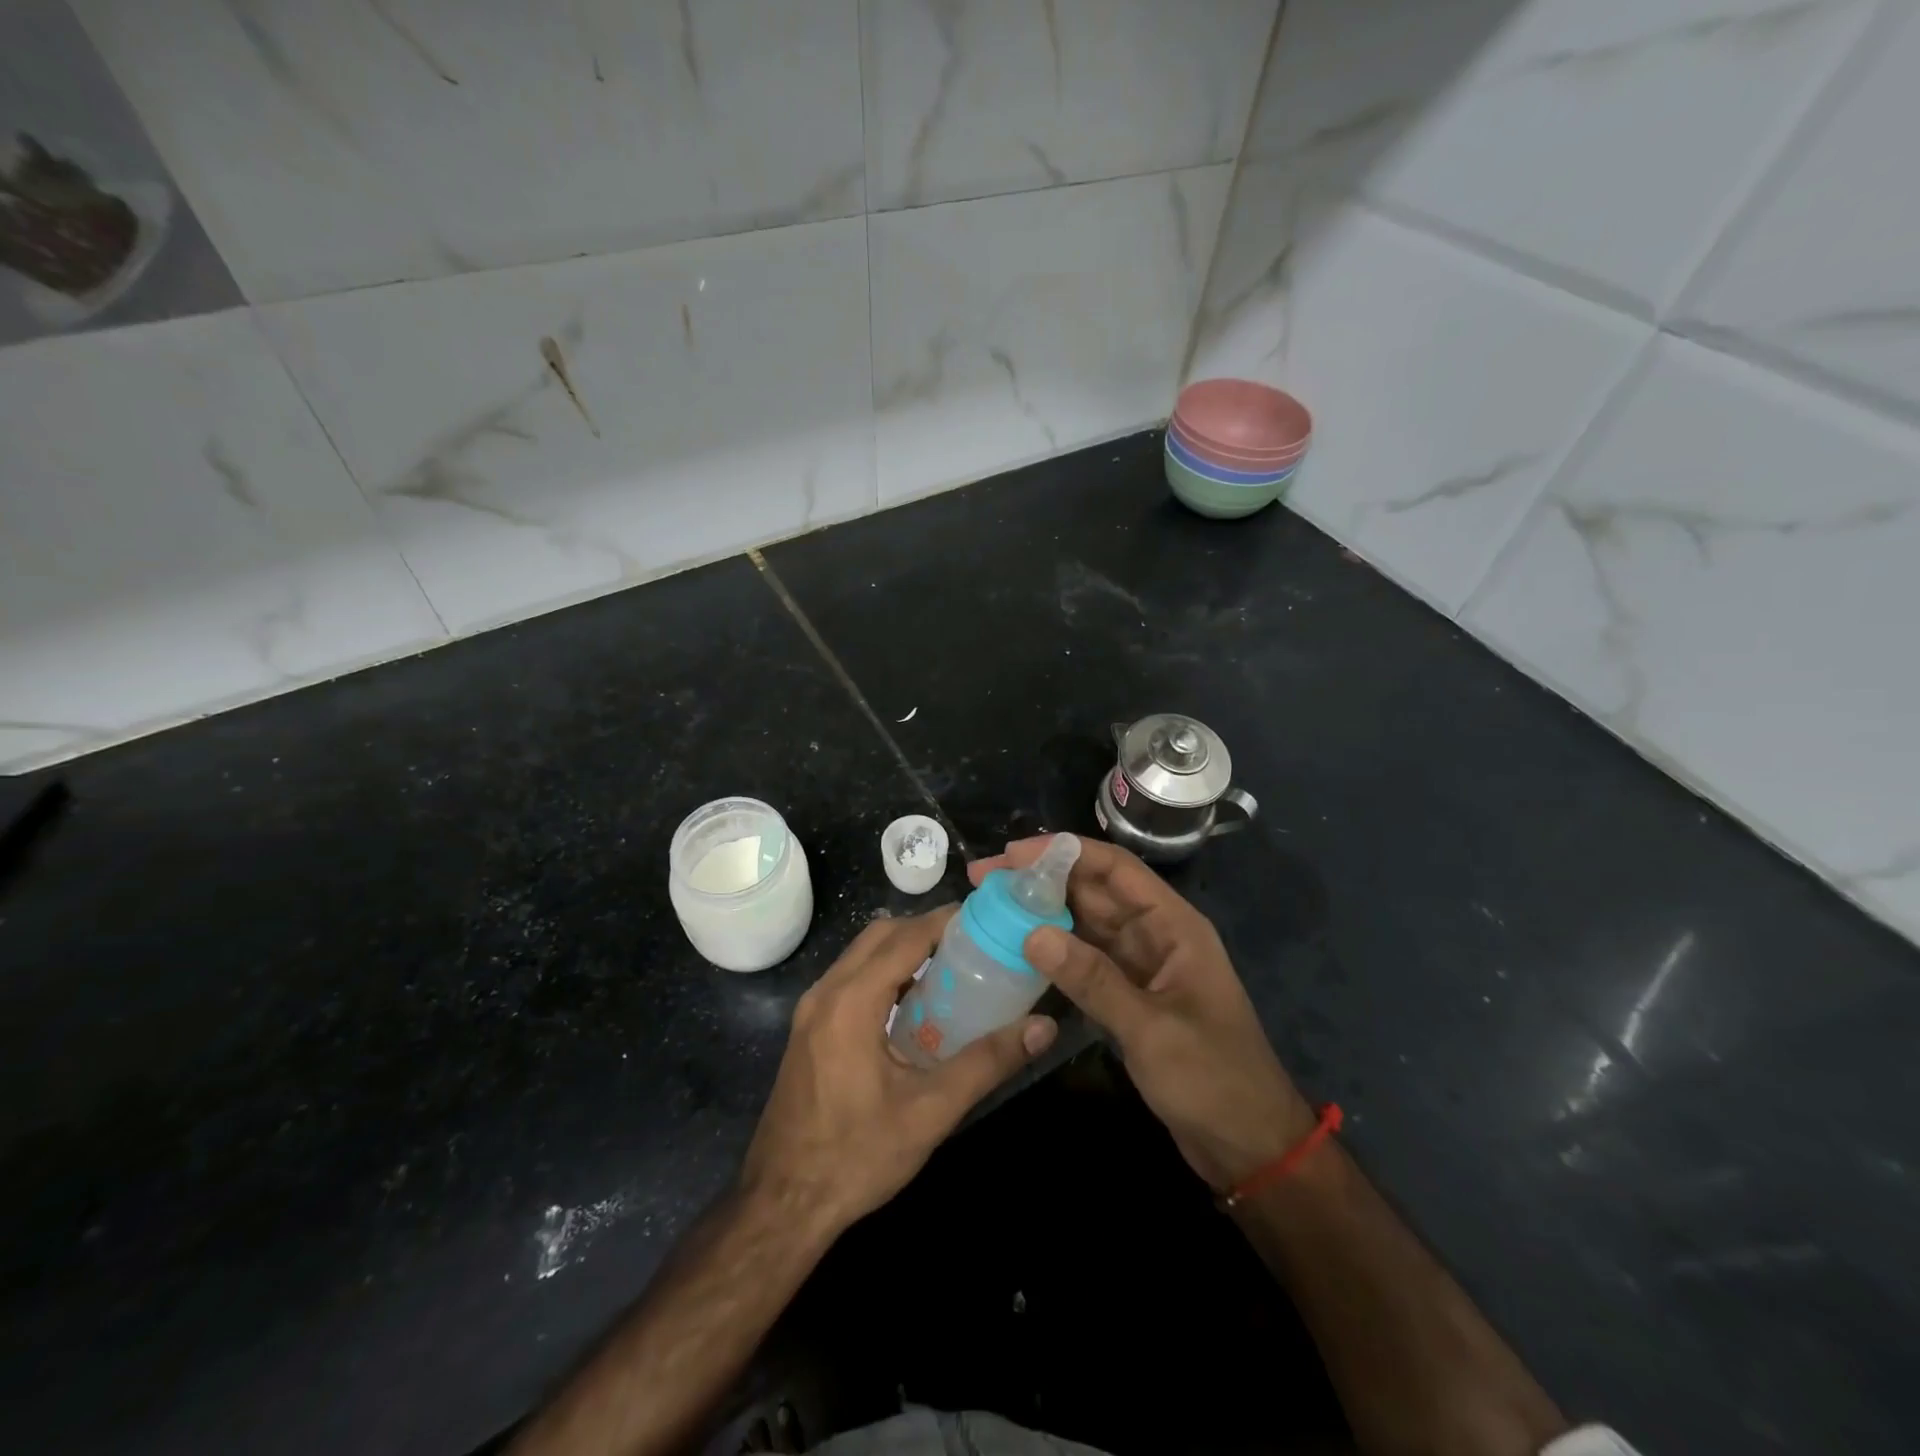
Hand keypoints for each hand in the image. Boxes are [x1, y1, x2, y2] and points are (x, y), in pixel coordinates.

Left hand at [742, 906, 1056, 1231]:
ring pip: (861, 955)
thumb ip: (987, 1063)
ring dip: (903, 950)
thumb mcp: (930, 1111)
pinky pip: (850, 979)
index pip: (905, 937)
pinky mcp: (808, 1029)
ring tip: (951, 969)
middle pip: (880, 935)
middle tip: (972, 944)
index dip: (945, 921)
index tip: (985, 918)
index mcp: (852, 1001)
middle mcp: (826, 992)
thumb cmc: (856, 1156)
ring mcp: (811, 1010)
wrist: (781, 1204)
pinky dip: (883, 973)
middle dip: (925, 930)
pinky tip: (914, 1006)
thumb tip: (1043, 1028)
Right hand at [969, 838, 1314, 1191]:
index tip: (1011, 855)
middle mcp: (1155, 934)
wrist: (1249, 1145)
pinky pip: (1085, 959)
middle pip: (1093, 890)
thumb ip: (1093, 980)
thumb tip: (1032, 934)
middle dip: (1041, 880)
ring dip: (1042, 913)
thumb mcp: (1151, 1029)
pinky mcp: (1128, 994)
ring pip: (1085, 923)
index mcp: (1173, 925)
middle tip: (984, 879)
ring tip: (990, 907)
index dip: (1063, 853)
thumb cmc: (1213, 1079)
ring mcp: (1140, 964)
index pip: (1115, 868)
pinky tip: (1017, 950)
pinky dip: (1053, 952)